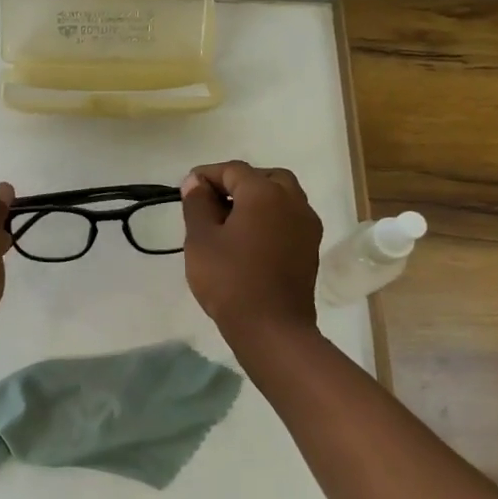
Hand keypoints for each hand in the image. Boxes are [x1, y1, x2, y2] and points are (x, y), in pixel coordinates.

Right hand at [179, 161, 323, 338]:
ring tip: (229, 221)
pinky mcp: (310, 247)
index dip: (207, 175)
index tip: (186, 189)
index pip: (233, 170)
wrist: (272, 328)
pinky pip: (289, 217)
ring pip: (281, 196)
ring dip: (256, 199)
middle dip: (237, 183)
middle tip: (212, 201)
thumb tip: (196, 182)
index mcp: (264, 193)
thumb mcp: (201, 239)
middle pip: (264, 177)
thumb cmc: (230, 280)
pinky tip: (250, 238)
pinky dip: (270, 217)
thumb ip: (197, 204)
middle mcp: (292, 200)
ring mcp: (306, 224)